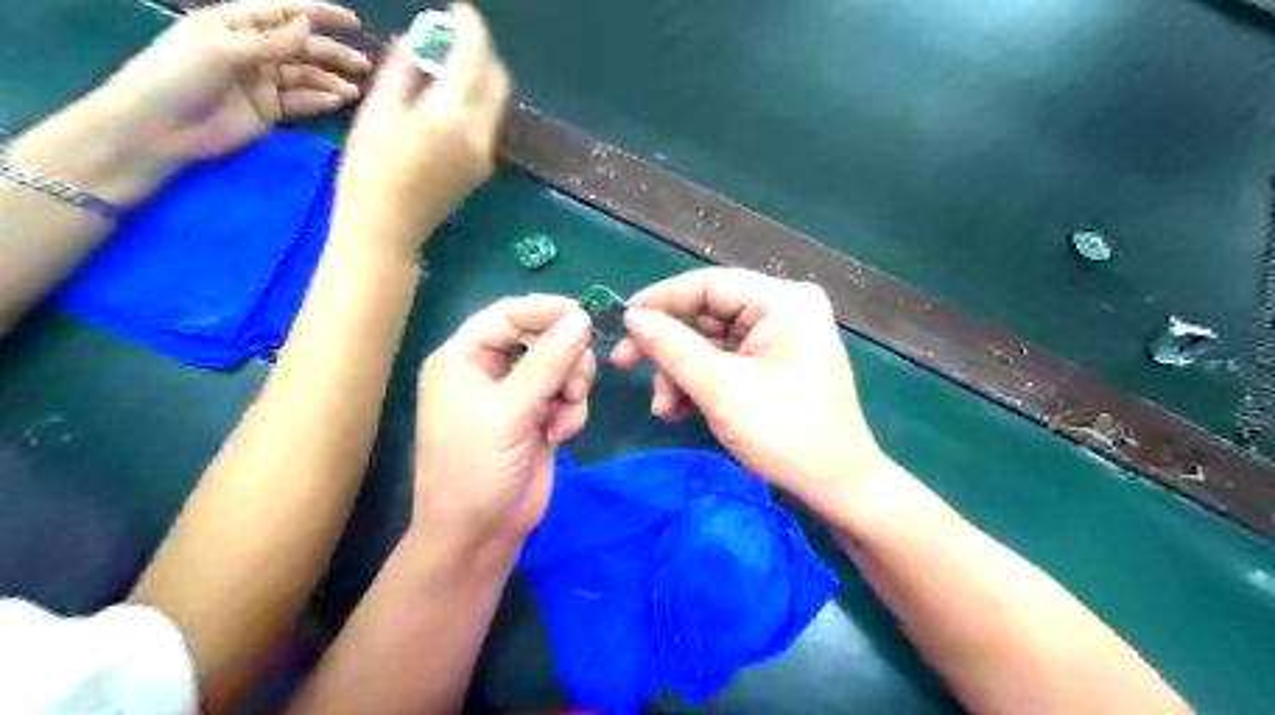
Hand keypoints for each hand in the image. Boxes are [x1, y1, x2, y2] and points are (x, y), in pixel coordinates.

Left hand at [96, 1, 368, 161]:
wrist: (159, 128)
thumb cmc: (177, 76)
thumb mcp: (221, 49)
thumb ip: (269, 40)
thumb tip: (307, 25)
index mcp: (235, 23)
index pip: (284, 12)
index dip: (319, 14)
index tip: (353, 22)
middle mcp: (253, 49)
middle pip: (302, 47)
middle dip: (334, 54)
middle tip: (363, 65)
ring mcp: (263, 81)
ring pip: (307, 76)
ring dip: (331, 80)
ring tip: (354, 91)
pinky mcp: (270, 110)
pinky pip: (302, 101)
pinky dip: (321, 100)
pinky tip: (337, 101)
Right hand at [339, 2, 515, 253]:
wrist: (388, 229)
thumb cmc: (370, 171)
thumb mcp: (377, 112)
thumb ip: (402, 72)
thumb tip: (415, 42)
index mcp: (451, 115)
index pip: (474, 58)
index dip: (471, 28)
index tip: (460, 10)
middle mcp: (479, 134)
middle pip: (497, 81)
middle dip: (483, 52)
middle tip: (456, 36)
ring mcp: (485, 155)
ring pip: (497, 104)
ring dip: (483, 77)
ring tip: (451, 63)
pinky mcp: (483, 169)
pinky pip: (488, 124)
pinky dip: (478, 102)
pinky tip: (453, 97)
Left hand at [417, 297, 599, 564]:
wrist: (481, 535)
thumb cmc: (476, 468)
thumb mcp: (510, 410)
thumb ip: (548, 361)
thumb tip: (582, 317)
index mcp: (464, 358)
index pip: (508, 315)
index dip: (546, 311)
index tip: (586, 316)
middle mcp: (489, 370)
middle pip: (542, 338)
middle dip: (566, 359)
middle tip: (576, 384)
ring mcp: (517, 395)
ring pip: (562, 366)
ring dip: (571, 389)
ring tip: (561, 417)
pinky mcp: (539, 417)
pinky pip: (569, 395)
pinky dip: (572, 411)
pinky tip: (560, 435)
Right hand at [606, 268, 887, 513]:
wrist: (837, 488)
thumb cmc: (786, 433)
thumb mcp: (722, 389)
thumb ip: (673, 348)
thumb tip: (633, 318)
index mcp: (783, 302)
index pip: (709, 285)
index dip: (660, 301)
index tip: (621, 321)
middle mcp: (782, 311)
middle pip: (706, 316)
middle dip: (668, 350)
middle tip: (624, 366)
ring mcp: (778, 340)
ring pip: (709, 344)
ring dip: (679, 375)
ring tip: (663, 409)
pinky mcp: (772, 366)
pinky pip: (723, 364)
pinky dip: (698, 385)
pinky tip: (678, 411)